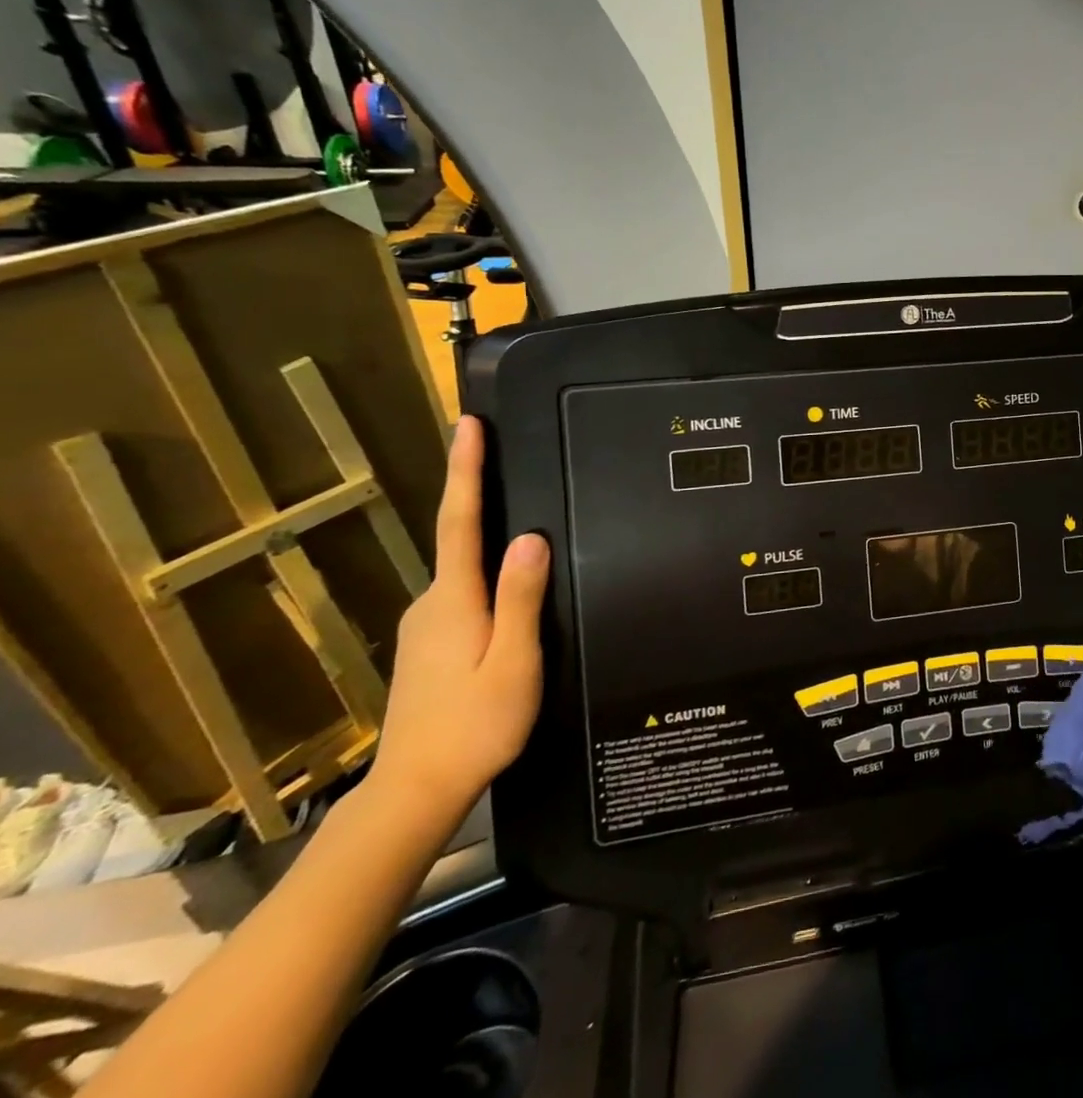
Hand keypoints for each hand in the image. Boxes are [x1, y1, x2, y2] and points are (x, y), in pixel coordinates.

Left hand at [366, 416, 546, 824]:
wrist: (415, 792)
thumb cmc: (475, 725)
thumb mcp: (513, 661)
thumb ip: (521, 598)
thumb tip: (530, 536)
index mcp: (455, 600)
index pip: (461, 520)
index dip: (465, 470)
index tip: (467, 426)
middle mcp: (432, 604)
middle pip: (461, 540)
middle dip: (479, 497)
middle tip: (509, 460)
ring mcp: (425, 627)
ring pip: (464, 572)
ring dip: (487, 544)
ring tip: (526, 532)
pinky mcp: (428, 647)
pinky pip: (463, 596)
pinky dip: (485, 578)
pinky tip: (510, 595)